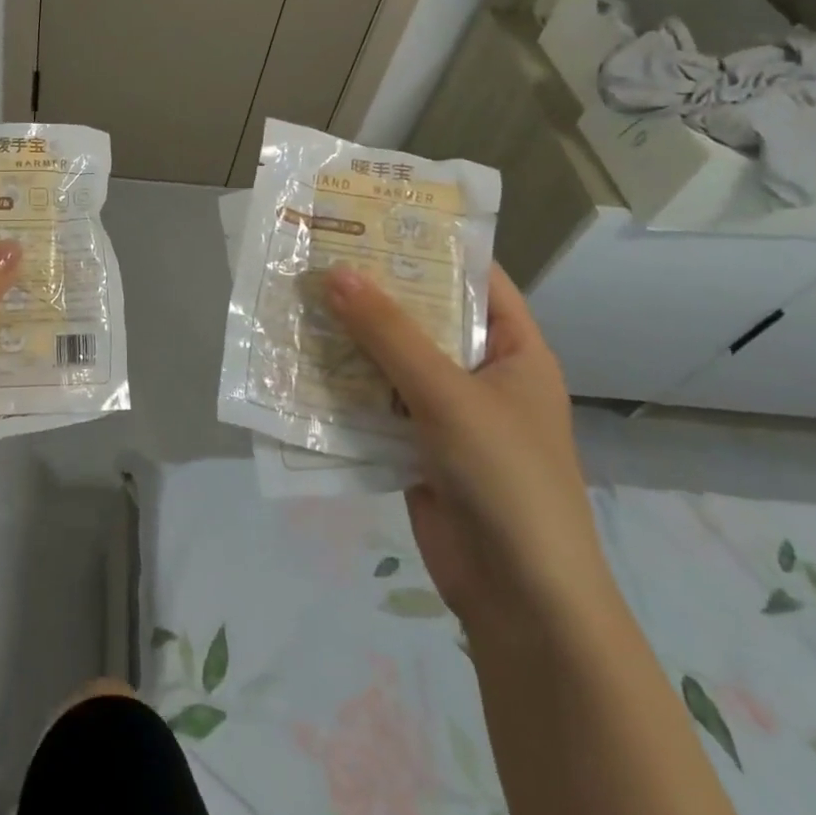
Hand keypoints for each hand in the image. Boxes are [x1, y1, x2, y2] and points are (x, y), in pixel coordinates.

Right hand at [326, 263, 614, 635]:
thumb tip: (334, 272)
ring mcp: (445, 411)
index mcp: (513, 350)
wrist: (520, 598)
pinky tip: (298, 362)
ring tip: (296, 299)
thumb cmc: (506, 478)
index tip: (372, 217)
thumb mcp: (448, 395)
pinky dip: (341, 385)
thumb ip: (389, 334)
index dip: (427, 245)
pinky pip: (373, 401)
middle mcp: (479, 373)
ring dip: (349, 338)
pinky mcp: (414, 445)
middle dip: (372, 291)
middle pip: (422, 317)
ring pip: (390, 359)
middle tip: (315, 254)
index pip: (473, 279)